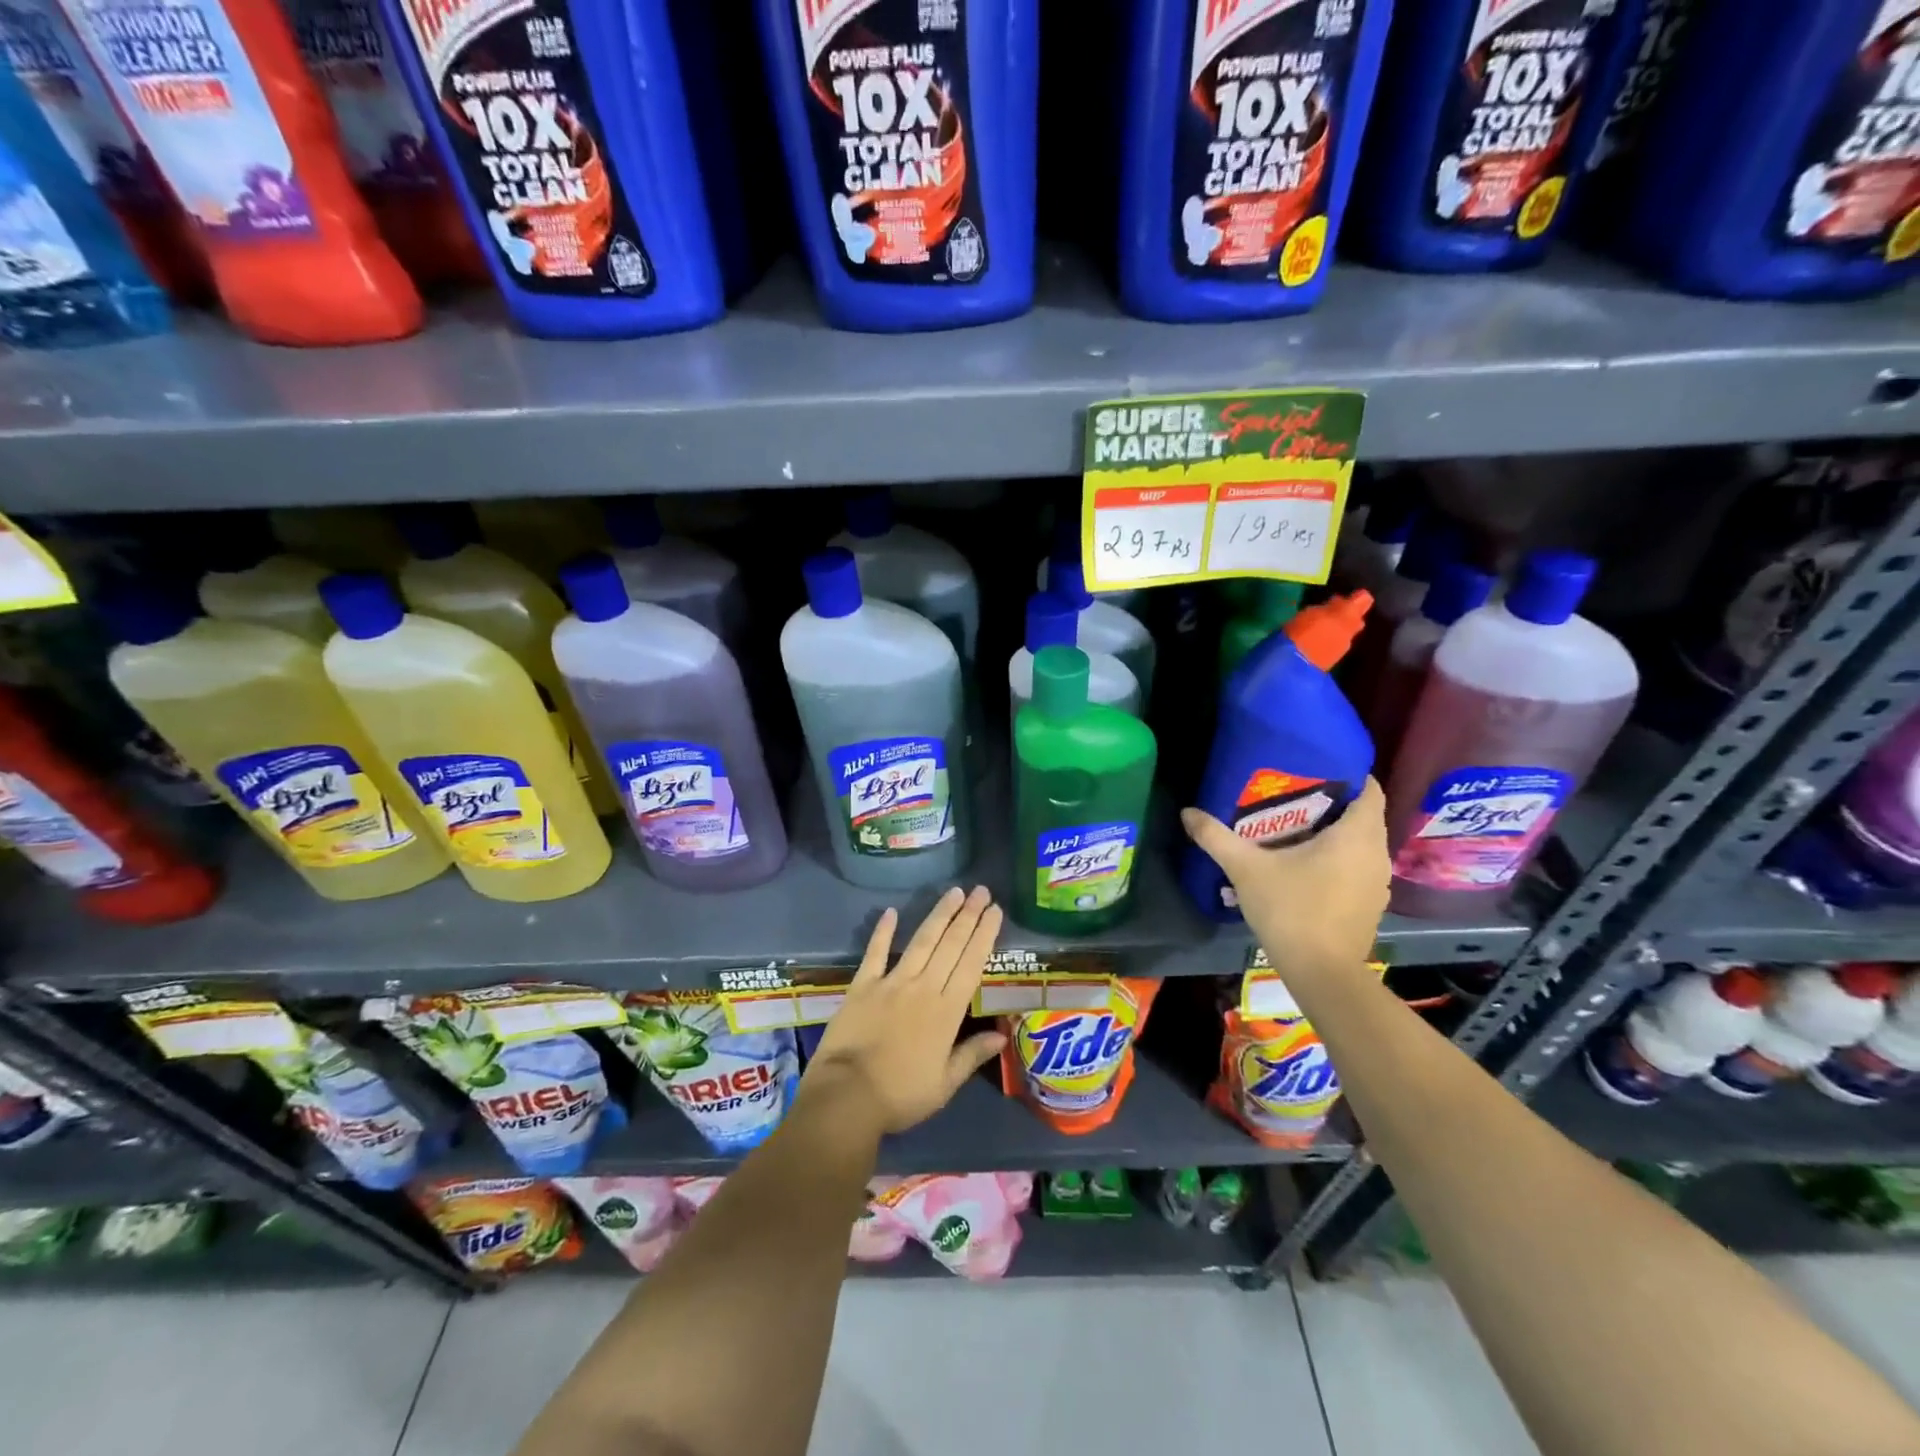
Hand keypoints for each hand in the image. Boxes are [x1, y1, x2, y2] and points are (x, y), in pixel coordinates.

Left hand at [799, 886, 1006, 1137]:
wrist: (847, 1097)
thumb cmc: (901, 1096)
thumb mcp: (945, 1084)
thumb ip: (972, 1055)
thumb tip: (1003, 1036)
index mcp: (947, 1012)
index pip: (972, 964)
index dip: (984, 935)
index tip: (995, 911)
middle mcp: (923, 988)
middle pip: (950, 945)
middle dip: (968, 916)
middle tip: (981, 891)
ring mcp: (891, 983)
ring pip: (921, 941)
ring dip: (939, 915)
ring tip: (954, 892)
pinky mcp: (862, 986)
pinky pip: (875, 953)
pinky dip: (882, 932)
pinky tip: (892, 912)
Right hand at [1182, 778, 1390, 981]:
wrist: (1321, 973)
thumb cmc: (1291, 909)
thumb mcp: (1246, 869)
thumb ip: (1216, 837)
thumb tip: (1187, 812)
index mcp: (1357, 835)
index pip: (1369, 788)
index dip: (1347, 774)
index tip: (1314, 769)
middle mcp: (1377, 853)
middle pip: (1363, 815)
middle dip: (1333, 803)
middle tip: (1293, 796)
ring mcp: (1378, 882)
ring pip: (1361, 843)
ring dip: (1335, 834)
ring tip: (1295, 828)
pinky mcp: (1370, 904)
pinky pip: (1358, 867)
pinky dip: (1338, 859)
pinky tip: (1306, 866)